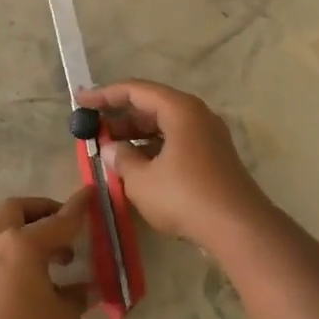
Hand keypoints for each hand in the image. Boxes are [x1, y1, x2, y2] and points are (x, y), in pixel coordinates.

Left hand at [0, 191, 94, 318]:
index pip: (59, 220)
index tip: (91, 193)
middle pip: (17, 210)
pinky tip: (36, 281)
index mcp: (23, 244)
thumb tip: (83, 289)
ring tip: (57, 260)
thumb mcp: (65, 317)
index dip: (78, 208)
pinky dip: (17, 256)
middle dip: (42, 210)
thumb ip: (75, 296)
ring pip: (3, 231)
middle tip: (64, 226)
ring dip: (28, 235)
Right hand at [77, 81, 272, 249]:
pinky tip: (137, 167)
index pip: (135, 90)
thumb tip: (112, 149)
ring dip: (136, 135)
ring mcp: (208, 136)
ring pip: (164, 126)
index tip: (80, 102)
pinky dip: (153, 148)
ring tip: (110, 151)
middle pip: (152, 105)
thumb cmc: (185, 196)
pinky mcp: (213, 158)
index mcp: (179, 109)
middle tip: (93, 130)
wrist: (239, 228)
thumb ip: (122, 159)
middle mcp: (196, 115)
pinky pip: (176, 142)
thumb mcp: (142, 180)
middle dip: (120, 117)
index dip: (104, 95)